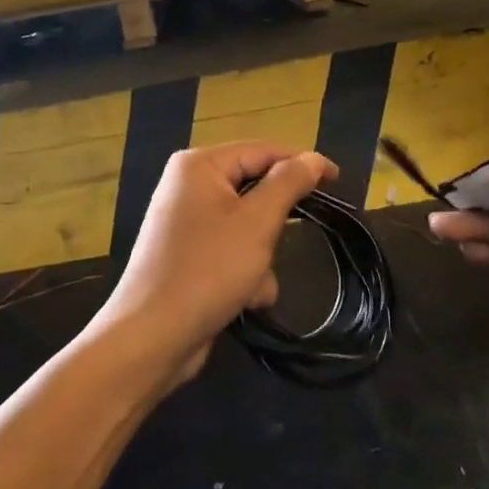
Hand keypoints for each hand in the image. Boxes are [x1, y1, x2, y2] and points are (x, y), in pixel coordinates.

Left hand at [97, 142, 337, 388]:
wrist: (151, 337)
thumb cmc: (208, 269)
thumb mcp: (258, 222)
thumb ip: (289, 182)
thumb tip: (314, 158)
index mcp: (200, 165)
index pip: (262, 150)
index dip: (301, 162)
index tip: (337, 180)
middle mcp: (188, 186)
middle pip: (254, 189)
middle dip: (274, 224)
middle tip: (286, 241)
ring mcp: (185, 223)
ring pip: (247, 225)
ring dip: (261, 256)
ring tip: (254, 283)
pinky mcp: (188, 256)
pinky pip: (230, 251)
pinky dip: (244, 273)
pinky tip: (245, 301)